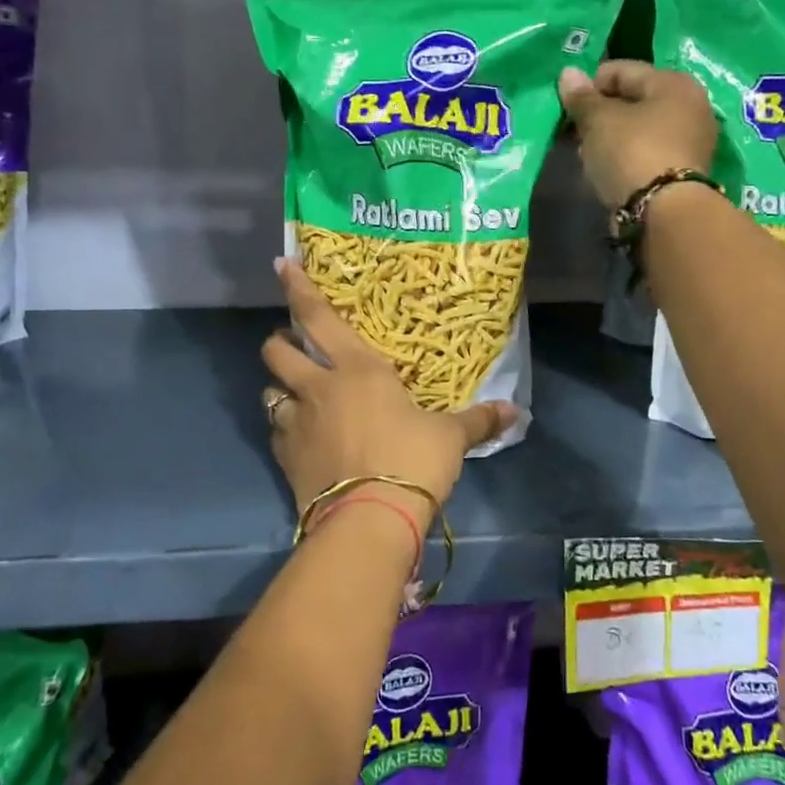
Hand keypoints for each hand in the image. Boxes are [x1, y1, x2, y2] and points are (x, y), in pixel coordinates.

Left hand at [262, 259, 516, 527]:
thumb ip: (478, 420)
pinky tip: (301, 439)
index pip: (318, 316)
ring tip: (296, 395)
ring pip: (268, 391)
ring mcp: (295, 423)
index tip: (282, 265)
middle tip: (294, 345)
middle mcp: (318, 387)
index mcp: (357, 369)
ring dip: (279, 389)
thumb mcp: (450, 438)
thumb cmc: (411, 461)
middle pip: (277, 351)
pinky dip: (284, 429)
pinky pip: (276, 433)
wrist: (369, 520)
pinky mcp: (285, 458)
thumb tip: (515, 412)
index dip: (298, 288)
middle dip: (280, 342)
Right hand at [558, 62, 717, 209]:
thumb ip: (582, 98)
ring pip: (640, 129)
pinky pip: (648, 152)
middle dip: (602, 114)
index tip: (569, 109)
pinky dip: (627, 157)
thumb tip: (568, 73)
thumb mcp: (598, 121)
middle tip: (578, 134)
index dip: (590, 86)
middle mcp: (691, 105)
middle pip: (634, 100)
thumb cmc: (631, 153)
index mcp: (673, 82)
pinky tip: (608, 172)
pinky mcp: (686, 170)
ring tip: (589, 156)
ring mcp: (692, 140)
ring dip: (613, 138)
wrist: (665, 213)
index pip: (621, 70)